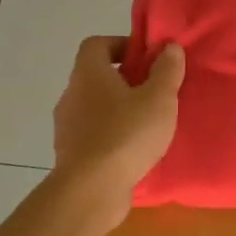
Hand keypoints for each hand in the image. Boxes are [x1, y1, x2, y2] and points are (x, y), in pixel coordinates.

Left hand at [53, 36, 184, 222]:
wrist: (91, 191)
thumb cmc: (126, 134)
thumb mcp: (158, 99)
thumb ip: (166, 70)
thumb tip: (168, 47)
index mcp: (88, 74)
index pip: (96, 45)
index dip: (121, 44)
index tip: (146, 58)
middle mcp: (71, 95)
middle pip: (96, 77)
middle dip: (125, 80)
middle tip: (154, 92)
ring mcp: (67, 127)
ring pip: (95, 108)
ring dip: (118, 110)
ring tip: (147, 124)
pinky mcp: (70, 155)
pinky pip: (93, 135)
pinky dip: (111, 136)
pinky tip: (133, 151)